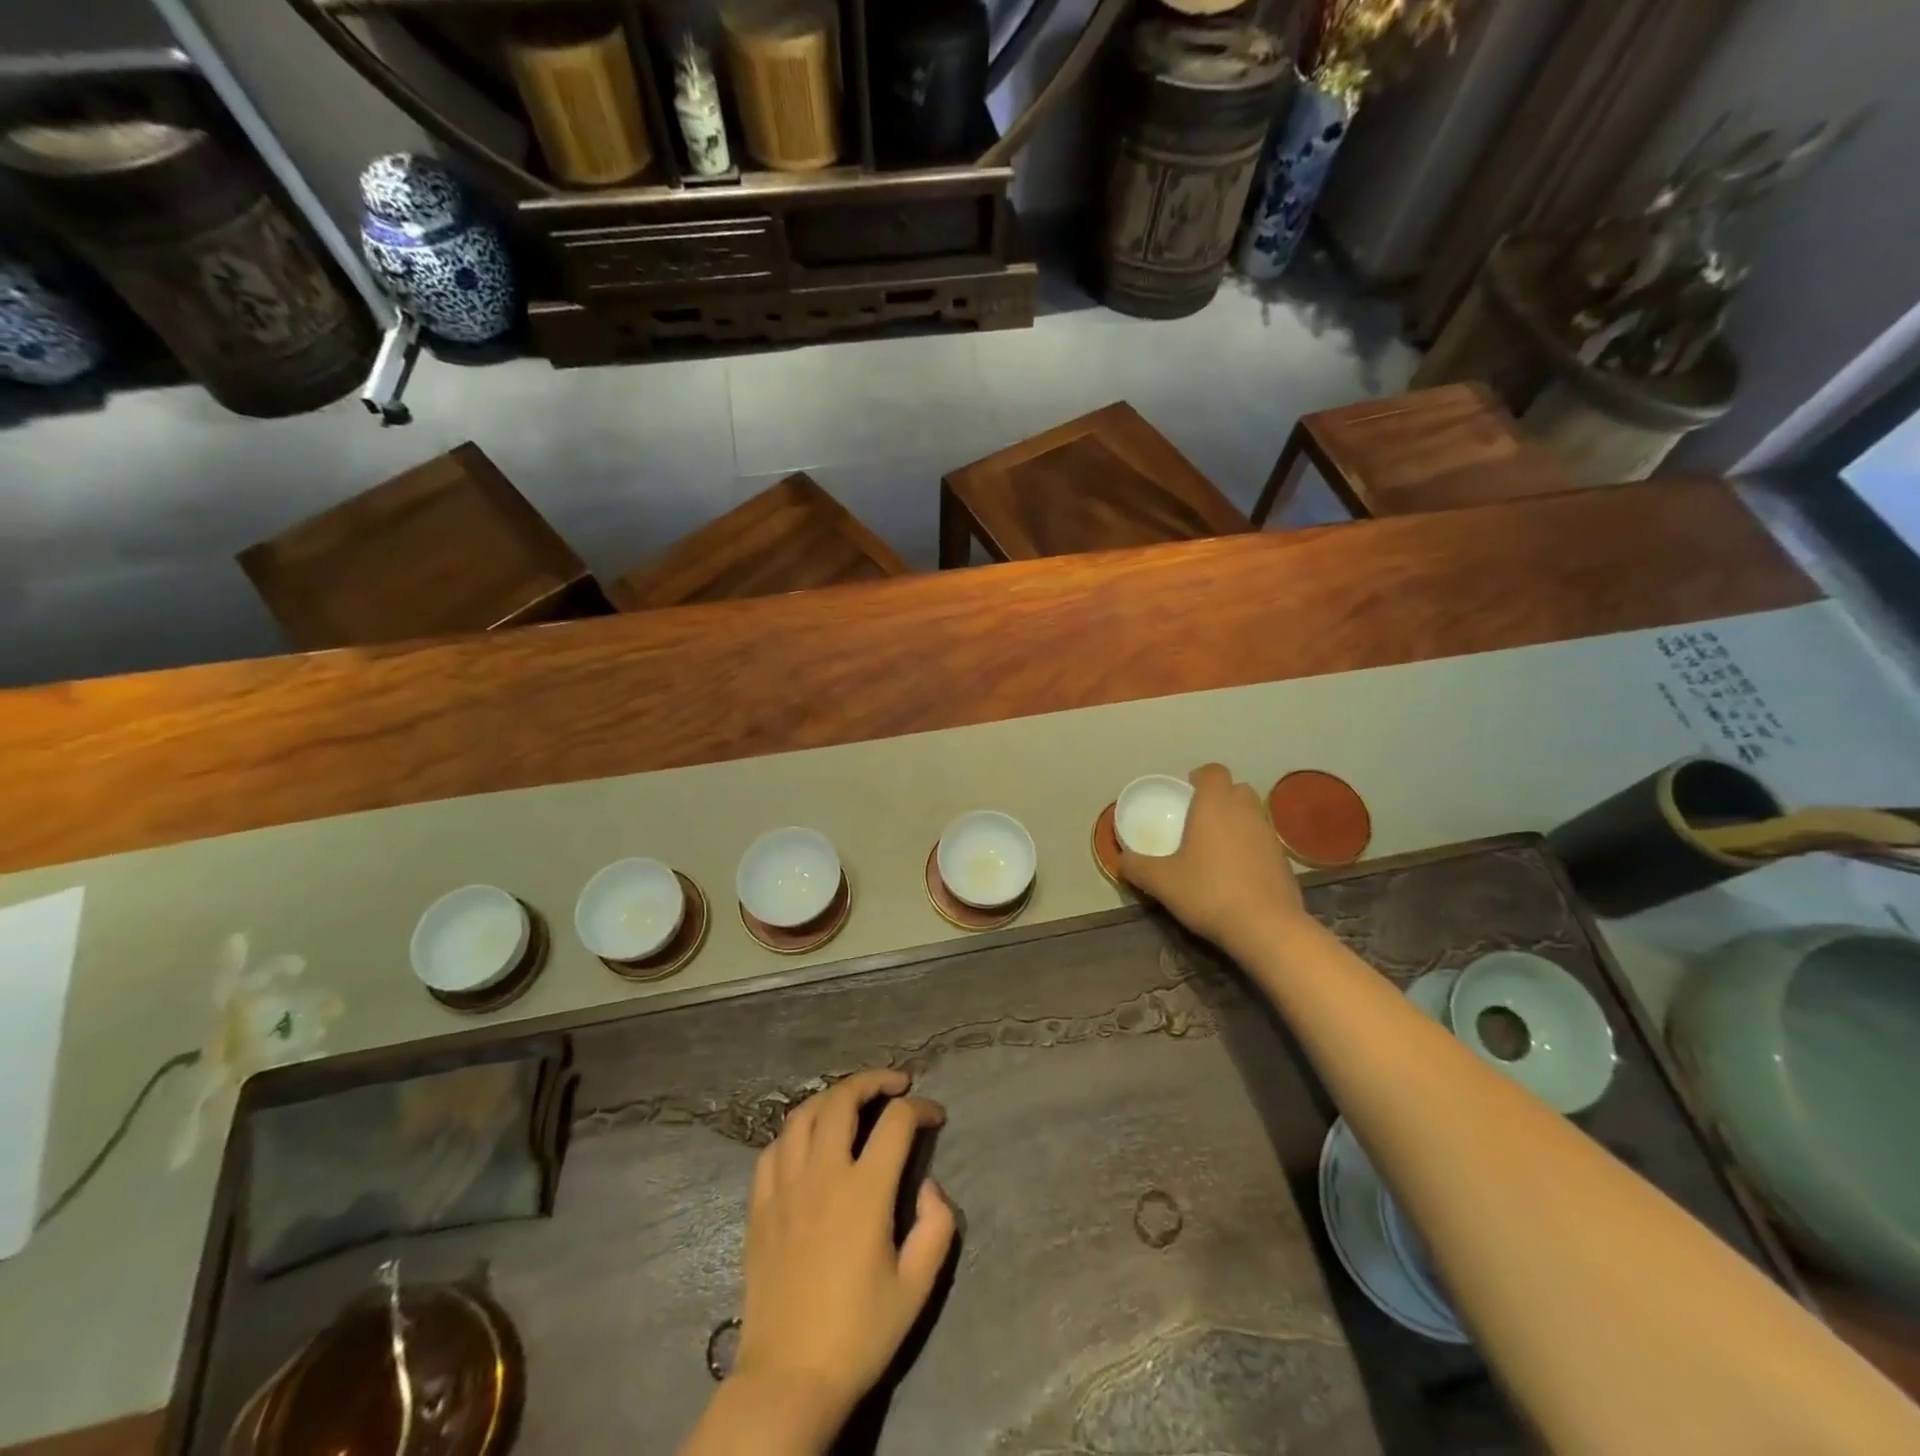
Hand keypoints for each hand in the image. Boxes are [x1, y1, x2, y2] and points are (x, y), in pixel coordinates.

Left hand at [733, 1069, 955, 1444]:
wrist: (789, 1378)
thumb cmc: (859, 1334)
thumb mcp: (917, 1288)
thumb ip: (936, 1227)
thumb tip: (928, 1185)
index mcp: (864, 1192)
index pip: (896, 1122)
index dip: (921, 1108)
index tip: (935, 1115)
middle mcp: (822, 1175)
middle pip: (843, 1099)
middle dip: (873, 1080)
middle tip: (894, 1084)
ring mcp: (785, 1186)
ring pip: (803, 1114)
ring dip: (832, 1097)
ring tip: (852, 1101)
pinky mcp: (760, 1205)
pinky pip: (773, 1148)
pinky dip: (795, 1131)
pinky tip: (808, 1141)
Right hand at [1119, 763, 1305, 951]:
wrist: (1265, 927)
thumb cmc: (1208, 892)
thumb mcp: (1161, 882)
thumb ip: (1137, 867)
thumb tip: (1121, 860)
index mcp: (1214, 805)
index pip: (1213, 771)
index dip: (1199, 778)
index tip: (1186, 794)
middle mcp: (1245, 811)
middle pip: (1236, 789)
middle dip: (1219, 798)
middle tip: (1199, 820)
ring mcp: (1269, 834)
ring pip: (1252, 814)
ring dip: (1236, 822)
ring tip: (1215, 848)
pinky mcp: (1284, 859)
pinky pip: (1262, 841)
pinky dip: (1250, 847)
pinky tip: (1236, 873)